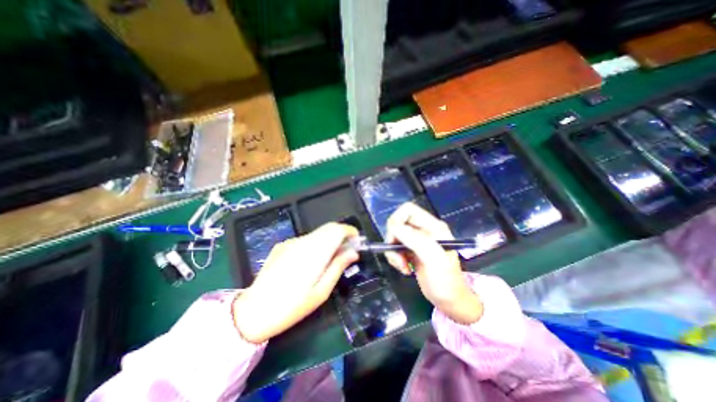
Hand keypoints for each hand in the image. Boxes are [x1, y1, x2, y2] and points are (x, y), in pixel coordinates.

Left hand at [234, 223, 360, 342]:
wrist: (252, 312)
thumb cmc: (291, 307)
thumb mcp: (321, 292)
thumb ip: (338, 267)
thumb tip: (353, 252)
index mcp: (313, 252)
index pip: (336, 229)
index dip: (350, 231)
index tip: (357, 241)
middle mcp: (302, 241)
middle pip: (328, 228)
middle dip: (341, 235)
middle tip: (347, 251)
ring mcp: (290, 242)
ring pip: (317, 233)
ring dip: (328, 240)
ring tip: (330, 259)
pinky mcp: (282, 245)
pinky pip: (305, 240)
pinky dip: (316, 244)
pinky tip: (311, 262)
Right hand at [383, 202, 483, 325]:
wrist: (450, 301)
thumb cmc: (446, 281)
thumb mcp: (433, 259)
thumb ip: (415, 240)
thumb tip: (394, 227)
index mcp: (432, 226)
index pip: (408, 209)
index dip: (397, 220)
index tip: (394, 238)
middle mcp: (423, 230)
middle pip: (398, 223)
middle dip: (393, 239)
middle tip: (398, 255)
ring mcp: (416, 241)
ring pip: (394, 237)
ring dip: (393, 252)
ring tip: (402, 266)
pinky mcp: (411, 251)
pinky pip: (395, 248)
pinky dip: (395, 258)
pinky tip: (404, 269)